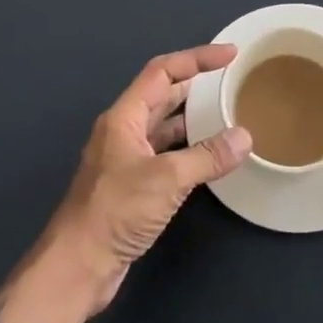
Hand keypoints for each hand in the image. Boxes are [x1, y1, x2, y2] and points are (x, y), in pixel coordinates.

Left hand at [47, 44, 252, 310]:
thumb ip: (207, 156)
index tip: (229, 54)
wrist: (77, 268)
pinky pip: (166, 154)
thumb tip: (245, 137)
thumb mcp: (166, 179)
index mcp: (124, 117)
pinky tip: (211, 155)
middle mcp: (124, 131)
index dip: (196, 58)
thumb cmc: (115, 211)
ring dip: (193, 118)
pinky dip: (189, 149)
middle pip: (163, 95)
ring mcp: (127, 159)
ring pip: (165, 126)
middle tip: (231, 79)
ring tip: (228, 112)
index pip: (162, 71)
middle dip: (196, 84)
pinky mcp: (133, 186)